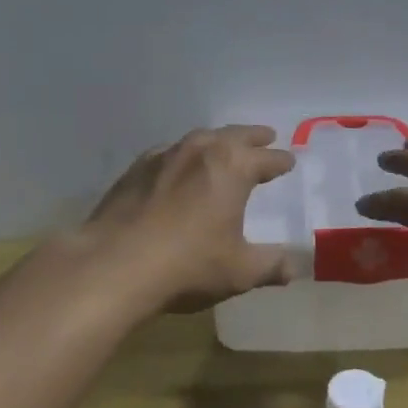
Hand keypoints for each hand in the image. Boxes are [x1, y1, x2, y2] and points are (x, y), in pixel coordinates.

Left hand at [83, 126, 296, 312]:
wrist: (114, 265)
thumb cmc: (188, 265)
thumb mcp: (240, 271)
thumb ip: (271, 266)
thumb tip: (293, 267)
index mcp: (233, 167)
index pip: (267, 158)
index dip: (281, 161)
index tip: (289, 161)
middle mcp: (201, 151)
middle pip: (234, 136)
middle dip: (253, 137)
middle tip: (266, 136)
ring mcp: (164, 156)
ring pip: (200, 139)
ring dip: (218, 141)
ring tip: (224, 147)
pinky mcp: (135, 169)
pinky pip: (168, 153)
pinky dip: (183, 156)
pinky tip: (178, 167)